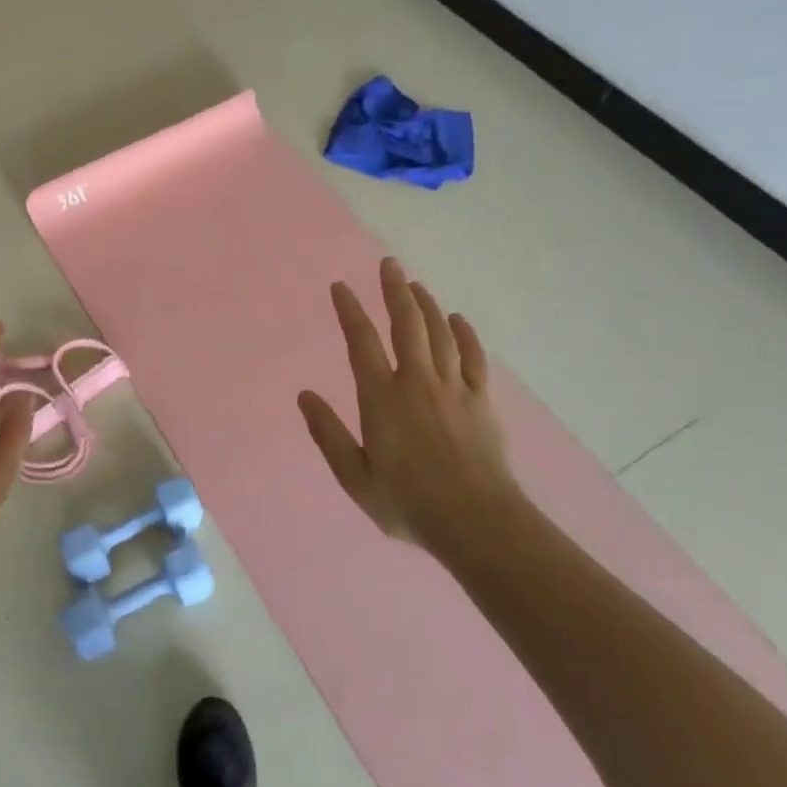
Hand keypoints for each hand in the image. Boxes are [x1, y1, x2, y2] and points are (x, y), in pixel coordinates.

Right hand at [298, 258, 516, 551]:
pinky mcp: (481, 400)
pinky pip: (473, 357)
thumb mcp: (356, 478)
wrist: (477, 522)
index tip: (341, 286)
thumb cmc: (409, 502)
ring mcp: (453, 388)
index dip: (350, 311)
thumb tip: (305, 396)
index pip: (362, 343)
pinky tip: (458, 319)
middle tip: (389, 264)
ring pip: (440, 333)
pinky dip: (465, 334)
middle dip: (395, 291)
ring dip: (426, 304)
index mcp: (382, 398)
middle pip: (407, 324)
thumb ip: (329, 434)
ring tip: (415, 284)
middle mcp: (417, 382)